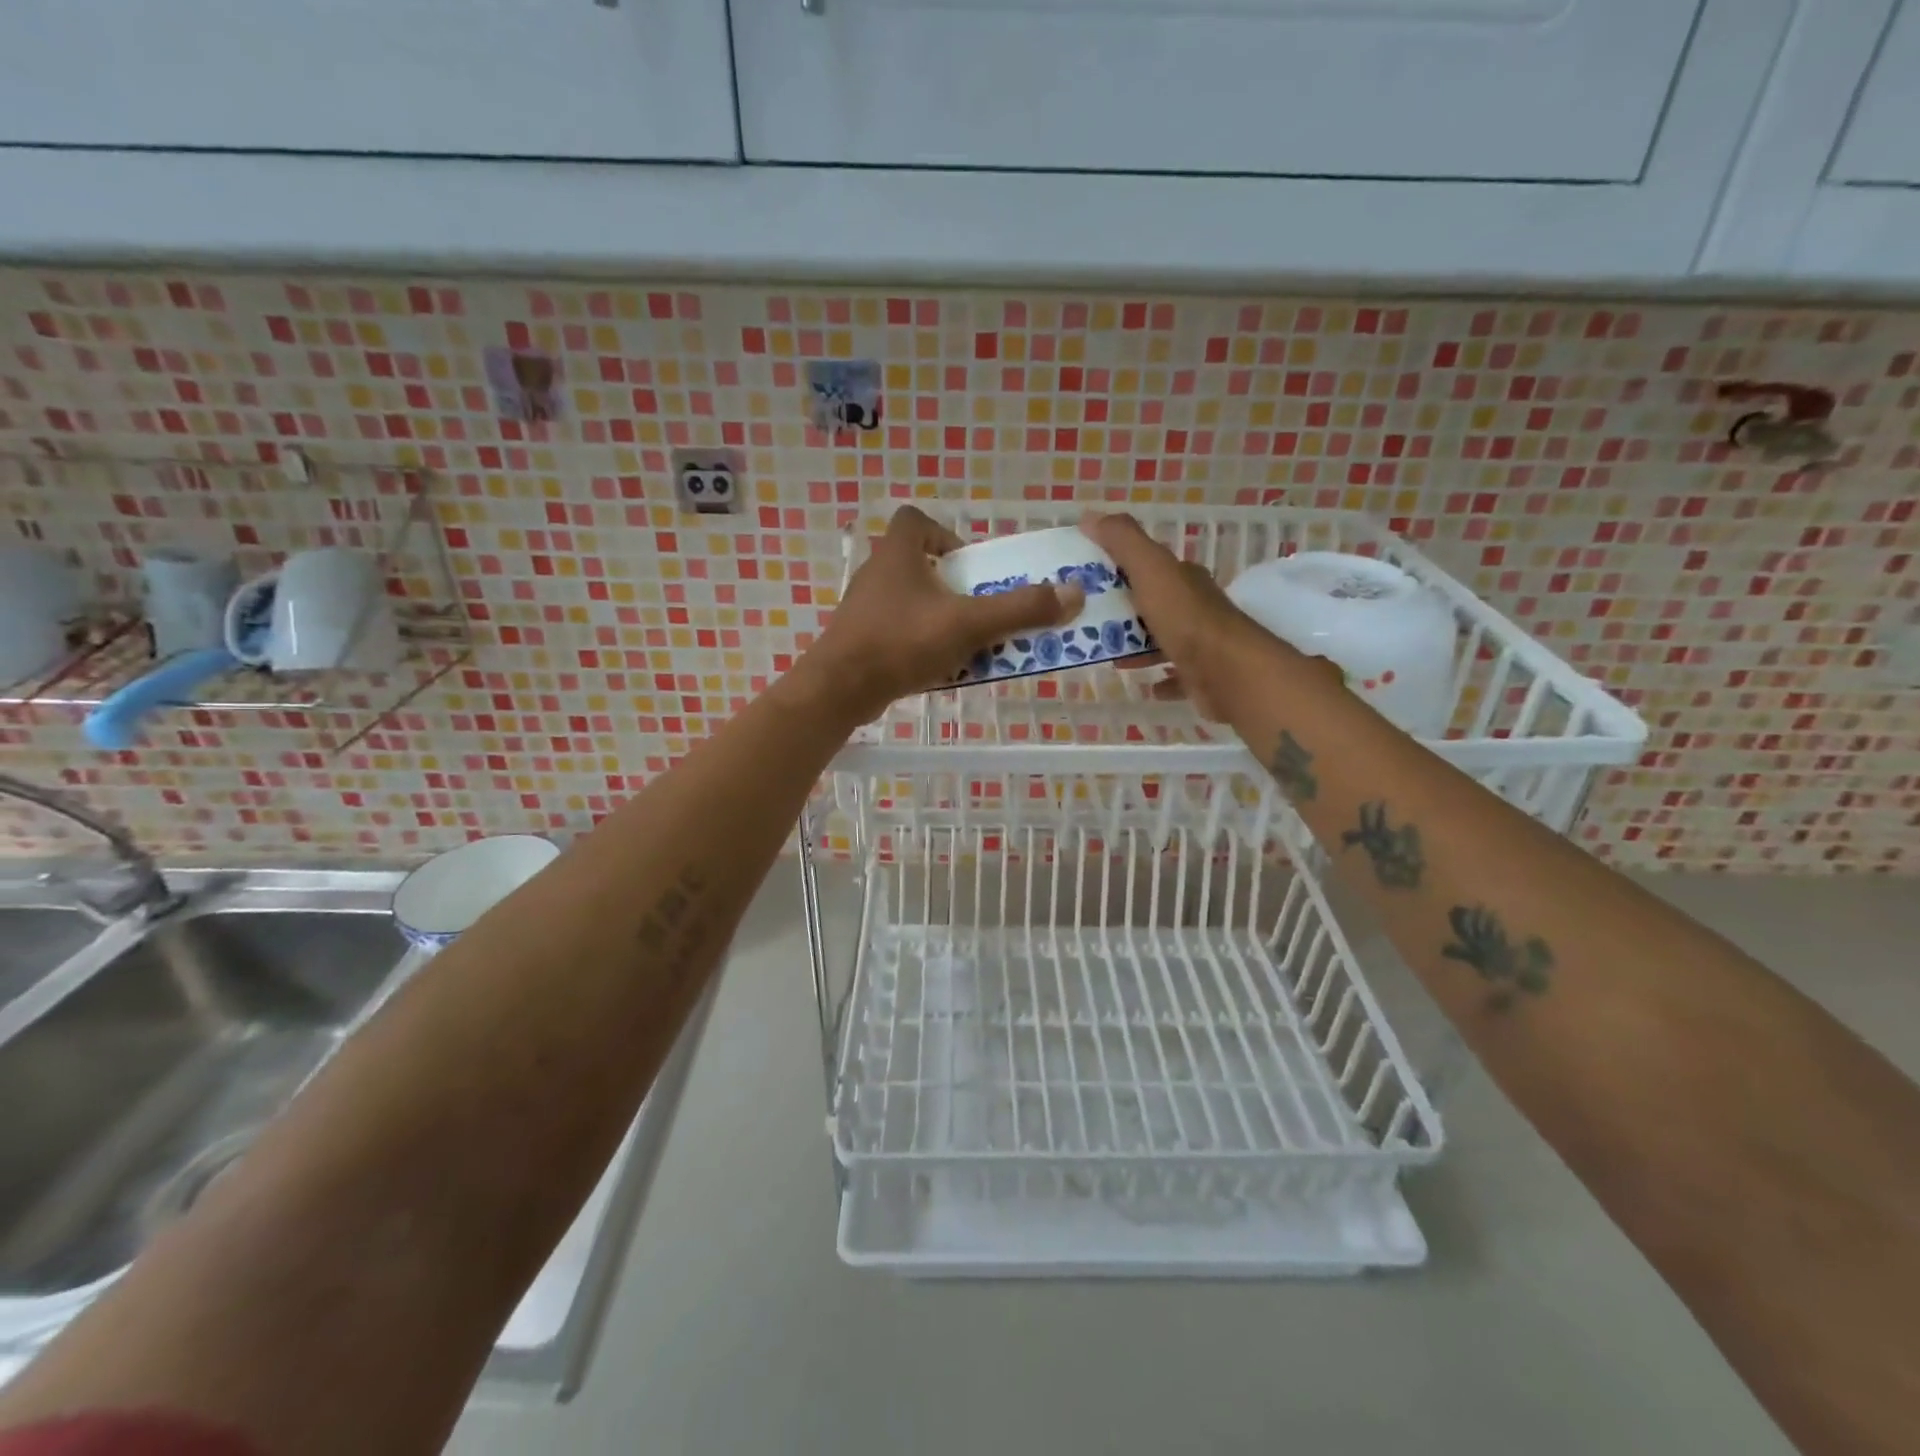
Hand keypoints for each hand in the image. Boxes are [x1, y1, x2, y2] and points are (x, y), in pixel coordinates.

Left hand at [802, 505, 1082, 721]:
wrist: (841, 689)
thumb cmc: (902, 642)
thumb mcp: (968, 624)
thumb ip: (1019, 609)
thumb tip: (1073, 595)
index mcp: (897, 554)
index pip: (915, 520)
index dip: (943, 533)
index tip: (968, 563)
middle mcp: (876, 574)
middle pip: (917, 563)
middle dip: (951, 583)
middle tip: (977, 606)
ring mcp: (863, 609)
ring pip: (908, 602)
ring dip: (938, 615)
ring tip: (966, 640)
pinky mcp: (860, 640)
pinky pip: (897, 632)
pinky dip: (920, 642)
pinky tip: (939, 667)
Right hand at [1080, 510, 1327, 718]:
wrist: (1229, 673)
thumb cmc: (1186, 620)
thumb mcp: (1151, 571)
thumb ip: (1124, 542)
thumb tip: (1091, 516)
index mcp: (1183, 579)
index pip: (1148, 566)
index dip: (1117, 568)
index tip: (1084, 580)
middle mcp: (1194, 607)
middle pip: (1153, 604)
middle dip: (1122, 610)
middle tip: (1086, 622)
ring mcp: (1201, 643)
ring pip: (1162, 639)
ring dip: (1136, 645)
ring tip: (1106, 654)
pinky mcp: (1202, 676)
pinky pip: (1177, 675)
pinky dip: (1160, 678)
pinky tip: (1144, 684)